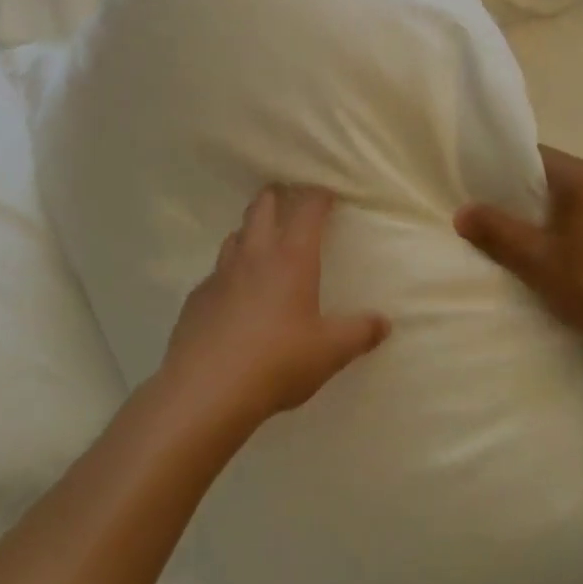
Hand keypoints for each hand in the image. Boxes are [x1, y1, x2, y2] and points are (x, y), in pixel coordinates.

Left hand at [163, 185, 390, 430]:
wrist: (206, 389)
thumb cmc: (277, 361)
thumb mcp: (329, 351)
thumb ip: (359, 333)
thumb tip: (384, 323)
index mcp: (291, 258)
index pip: (306, 209)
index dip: (318, 196)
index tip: (327, 194)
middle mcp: (254, 255)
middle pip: (261, 207)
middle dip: (276, 196)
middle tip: (287, 198)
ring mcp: (220, 274)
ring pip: (235, 235)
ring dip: (249, 231)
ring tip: (261, 243)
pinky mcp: (197, 298)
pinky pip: (215, 273)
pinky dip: (228, 272)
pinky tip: (233, 295)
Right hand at [454, 146, 582, 365]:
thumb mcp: (536, 262)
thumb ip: (496, 231)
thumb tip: (463, 212)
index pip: (536, 157)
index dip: (508, 173)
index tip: (490, 197)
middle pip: (562, 174)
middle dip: (535, 195)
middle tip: (514, 226)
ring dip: (565, 210)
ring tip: (549, 244)